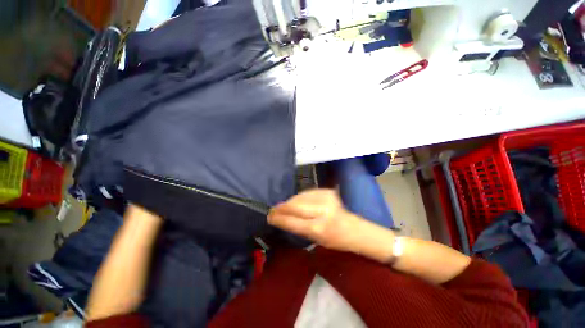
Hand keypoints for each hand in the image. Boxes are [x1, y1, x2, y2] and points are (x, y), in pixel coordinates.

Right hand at [268, 189, 364, 252]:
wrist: (352, 228)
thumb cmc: (333, 239)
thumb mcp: (314, 239)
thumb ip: (297, 227)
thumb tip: (281, 217)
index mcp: (318, 228)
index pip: (293, 221)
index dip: (279, 218)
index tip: (270, 216)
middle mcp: (322, 211)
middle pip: (295, 205)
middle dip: (282, 207)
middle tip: (273, 209)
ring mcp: (325, 198)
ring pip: (300, 197)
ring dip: (290, 202)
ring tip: (284, 206)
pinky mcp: (327, 191)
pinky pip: (307, 193)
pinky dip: (300, 197)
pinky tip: (298, 201)